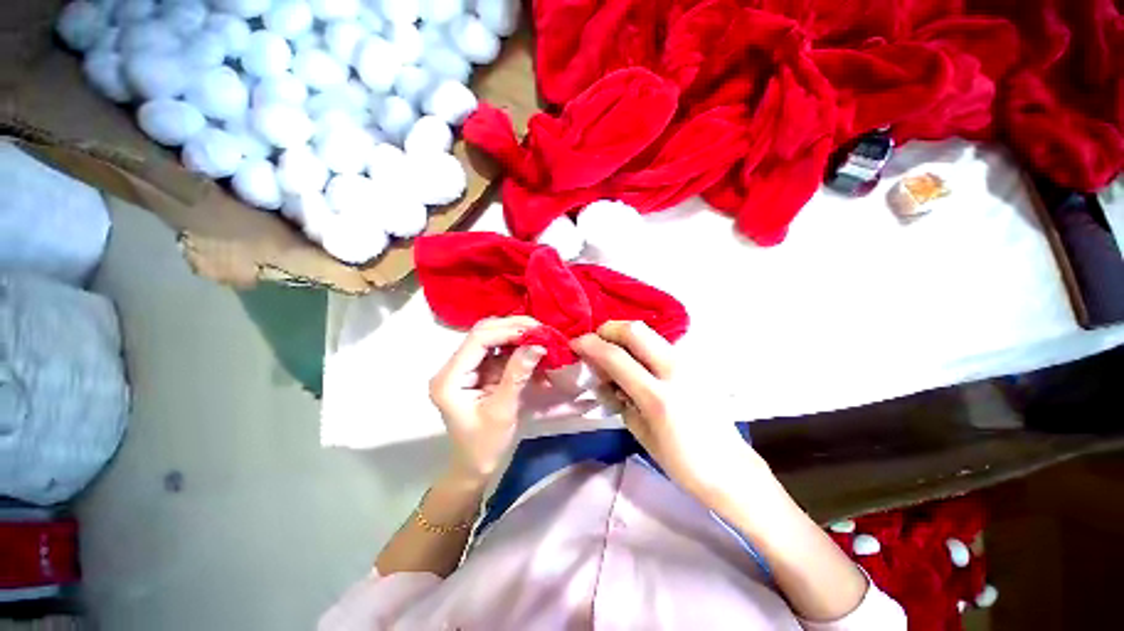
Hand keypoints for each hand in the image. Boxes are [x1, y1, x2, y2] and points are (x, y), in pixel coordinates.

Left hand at [429, 316, 546, 481]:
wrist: (476, 466)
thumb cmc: (484, 446)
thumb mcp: (502, 411)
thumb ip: (517, 376)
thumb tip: (537, 345)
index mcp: (449, 378)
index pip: (478, 340)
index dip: (507, 331)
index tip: (536, 332)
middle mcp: (454, 367)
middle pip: (483, 333)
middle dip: (513, 328)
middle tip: (542, 330)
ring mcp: (467, 367)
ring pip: (493, 338)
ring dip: (518, 336)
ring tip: (542, 336)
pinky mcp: (480, 371)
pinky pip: (500, 351)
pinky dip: (518, 349)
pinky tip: (534, 350)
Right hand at [571, 321, 762, 500]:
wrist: (730, 468)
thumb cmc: (681, 462)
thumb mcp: (640, 433)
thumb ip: (619, 399)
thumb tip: (604, 378)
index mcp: (658, 397)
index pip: (616, 357)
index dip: (590, 345)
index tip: (575, 344)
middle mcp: (675, 371)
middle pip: (635, 330)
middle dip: (609, 329)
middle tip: (595, 341)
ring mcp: (689, 364)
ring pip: (649, 333)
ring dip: (624, 336)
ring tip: (613, 353)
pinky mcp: (696, 364)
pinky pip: (660, 344)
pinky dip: (640, 346)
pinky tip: (635, 363)